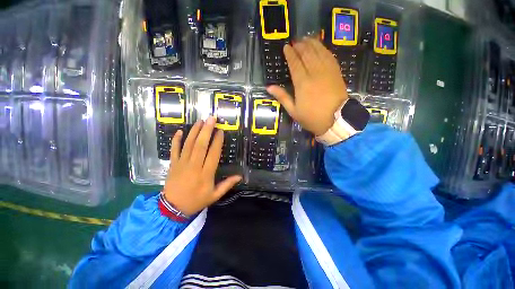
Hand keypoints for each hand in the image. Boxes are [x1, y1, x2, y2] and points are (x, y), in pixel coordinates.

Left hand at [162, 116, 241, 216]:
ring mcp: (182, 164)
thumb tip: (240, 176)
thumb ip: (227, 185)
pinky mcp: (173, 164)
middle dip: (206, 131)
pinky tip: (179, 131)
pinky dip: (176, 140)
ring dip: (194, 132)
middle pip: (200, 145)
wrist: (172, 208)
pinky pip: (174, 150)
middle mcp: (194, 166)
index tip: (221, 131)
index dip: (217, 142)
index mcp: (205, 174)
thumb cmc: (196, 200)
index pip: (213, 154)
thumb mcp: (215, 195)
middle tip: (211, 119)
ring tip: (200, 121)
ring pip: (188, 145)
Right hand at [267, 37, 348, 135]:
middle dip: (300, 46)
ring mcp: (327, 71)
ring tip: (306, 39)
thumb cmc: (312, 117)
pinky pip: (329, 56)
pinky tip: (319, 46)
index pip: (295, 63)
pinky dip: (323, 49)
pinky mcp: (336, 72)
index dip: (290, 54)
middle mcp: (314, 73)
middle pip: (307, 54)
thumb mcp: (293, 111)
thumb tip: (269, 87)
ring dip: (311, 43)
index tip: (286, 47)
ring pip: (318, 52)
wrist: (335, 120)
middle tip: (295, 42)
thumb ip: (282, 97)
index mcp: (302, 83)